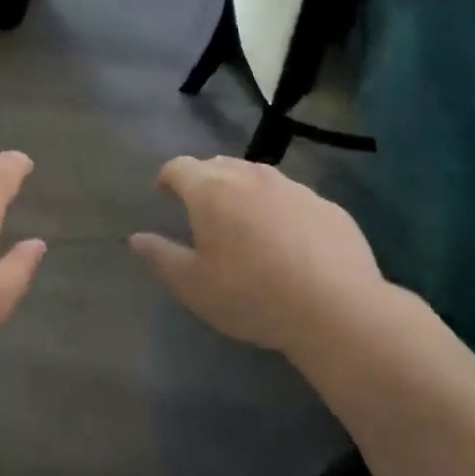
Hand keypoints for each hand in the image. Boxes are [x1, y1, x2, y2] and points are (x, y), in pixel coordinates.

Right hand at [130, 156, 386, 354]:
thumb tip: (137, 238)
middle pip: (218, 165)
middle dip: (205, 181)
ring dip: (244, 191)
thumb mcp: (194, 287)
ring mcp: (293, 188)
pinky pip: (293, 198)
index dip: (168, 178)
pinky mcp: (328, 205)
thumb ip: (161, 257)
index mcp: (211, 191)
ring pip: (258, 177)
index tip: (165, 194)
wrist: (338, 310)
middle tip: (203, 211)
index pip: (179, 167)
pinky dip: (281, 209)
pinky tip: (289, 242)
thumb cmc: (252, 297)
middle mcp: (251, 177)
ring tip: (246, 223)